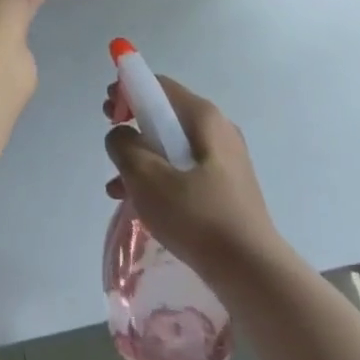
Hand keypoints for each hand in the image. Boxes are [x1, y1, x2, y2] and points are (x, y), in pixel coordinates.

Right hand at [103, 74, 283, 277]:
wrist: (252, 273)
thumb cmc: (197, 216)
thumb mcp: (146, 177)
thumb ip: (124, 146)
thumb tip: (122, 136)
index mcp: (204, 118)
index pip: (159, 86)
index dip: (128, 92)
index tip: (108, 114)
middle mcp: (218, 131)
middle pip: (166, 114)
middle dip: (133, 126)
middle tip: (111, 144)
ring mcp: (225, 161)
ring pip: (172, 147)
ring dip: (141, 159)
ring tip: (116, 187)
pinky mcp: (226, 189)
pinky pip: (184, 171)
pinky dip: (159, 179)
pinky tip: (139, 205)